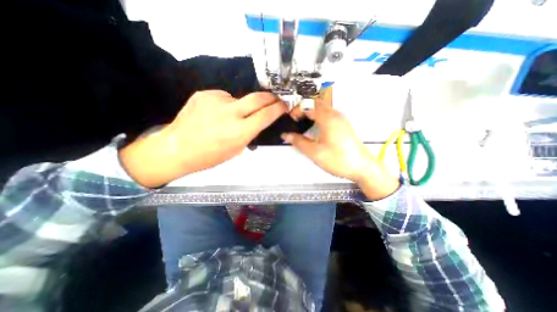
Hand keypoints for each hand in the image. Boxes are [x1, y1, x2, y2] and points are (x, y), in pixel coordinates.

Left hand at [122, 90, 286, 187]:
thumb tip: (258, 121)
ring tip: (229, 117)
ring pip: (239, 98)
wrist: (176, 149)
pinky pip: (223, 97)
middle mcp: (230, 113)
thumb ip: (249, 133)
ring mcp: (215, 101)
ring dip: (240, 106)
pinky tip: (216, 114)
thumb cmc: (208, 156)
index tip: (283, 106)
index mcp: (239, 132)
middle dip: (269, 98)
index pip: (266, 115)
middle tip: (274, 99)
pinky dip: (225, 104)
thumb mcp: (236, 150)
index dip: (278, 109)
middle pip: (257, 98)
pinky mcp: (204, 94)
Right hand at [284, 87, 400, 199]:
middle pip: (317, 102)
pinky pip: (329, 114)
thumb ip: (299, 142)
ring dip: (312, 112)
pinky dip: (319, 116)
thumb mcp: (315, 152)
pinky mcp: (344, 126)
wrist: (362, 167)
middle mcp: (336, 115)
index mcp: (328, 119)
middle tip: (296, 119)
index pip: (309, 104)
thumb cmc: (339, 160)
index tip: (291, 118)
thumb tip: (287, 135)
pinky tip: (315, 128)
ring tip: (303, 123)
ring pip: (323, 108)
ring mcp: (341, 120)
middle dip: (304, 108)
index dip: (297, 109)